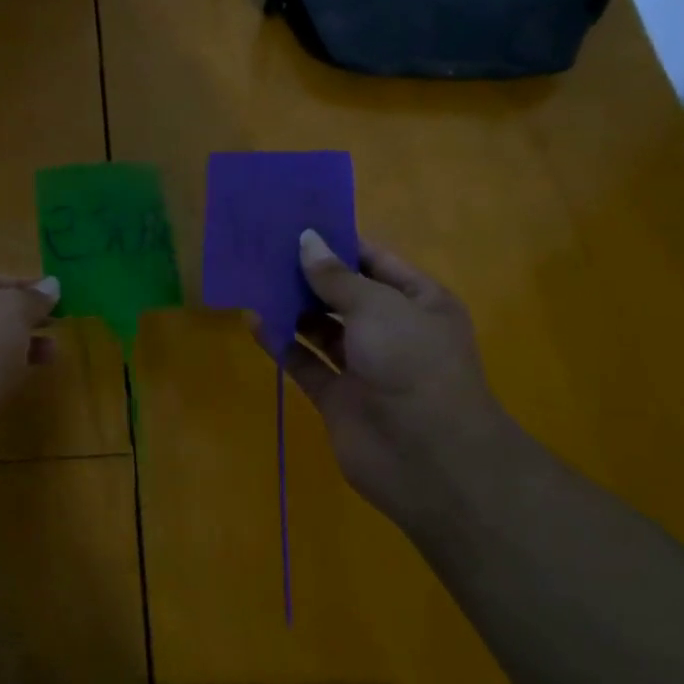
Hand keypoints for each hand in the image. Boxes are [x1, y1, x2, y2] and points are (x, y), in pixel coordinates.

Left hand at [0, 272, 60, 424]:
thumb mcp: (9, 312)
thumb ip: (30, 297)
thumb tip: (50, 286)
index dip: (17, 284)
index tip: (51, 296)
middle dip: (19, 318)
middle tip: (55, 323)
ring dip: (16, 346)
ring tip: (51, 353)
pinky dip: (0, 372)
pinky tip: (26, 378)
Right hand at [280, 231, 519, 520]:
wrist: (430, 459)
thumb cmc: (412, 364)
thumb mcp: (377, 307)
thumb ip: (336, 277)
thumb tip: (306, 240)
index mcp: (418, 301)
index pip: (375, 260)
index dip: (338, 242)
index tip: (296, 223)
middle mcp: (392, 330)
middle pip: (344, 294)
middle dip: (309, 274)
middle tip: (264, 248)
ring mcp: (364, 365)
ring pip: (321, 328)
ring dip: (292, 307)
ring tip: (254, 279)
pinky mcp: (338, 397)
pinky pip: (305, 362)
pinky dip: (282, 344)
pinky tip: (255, 322)